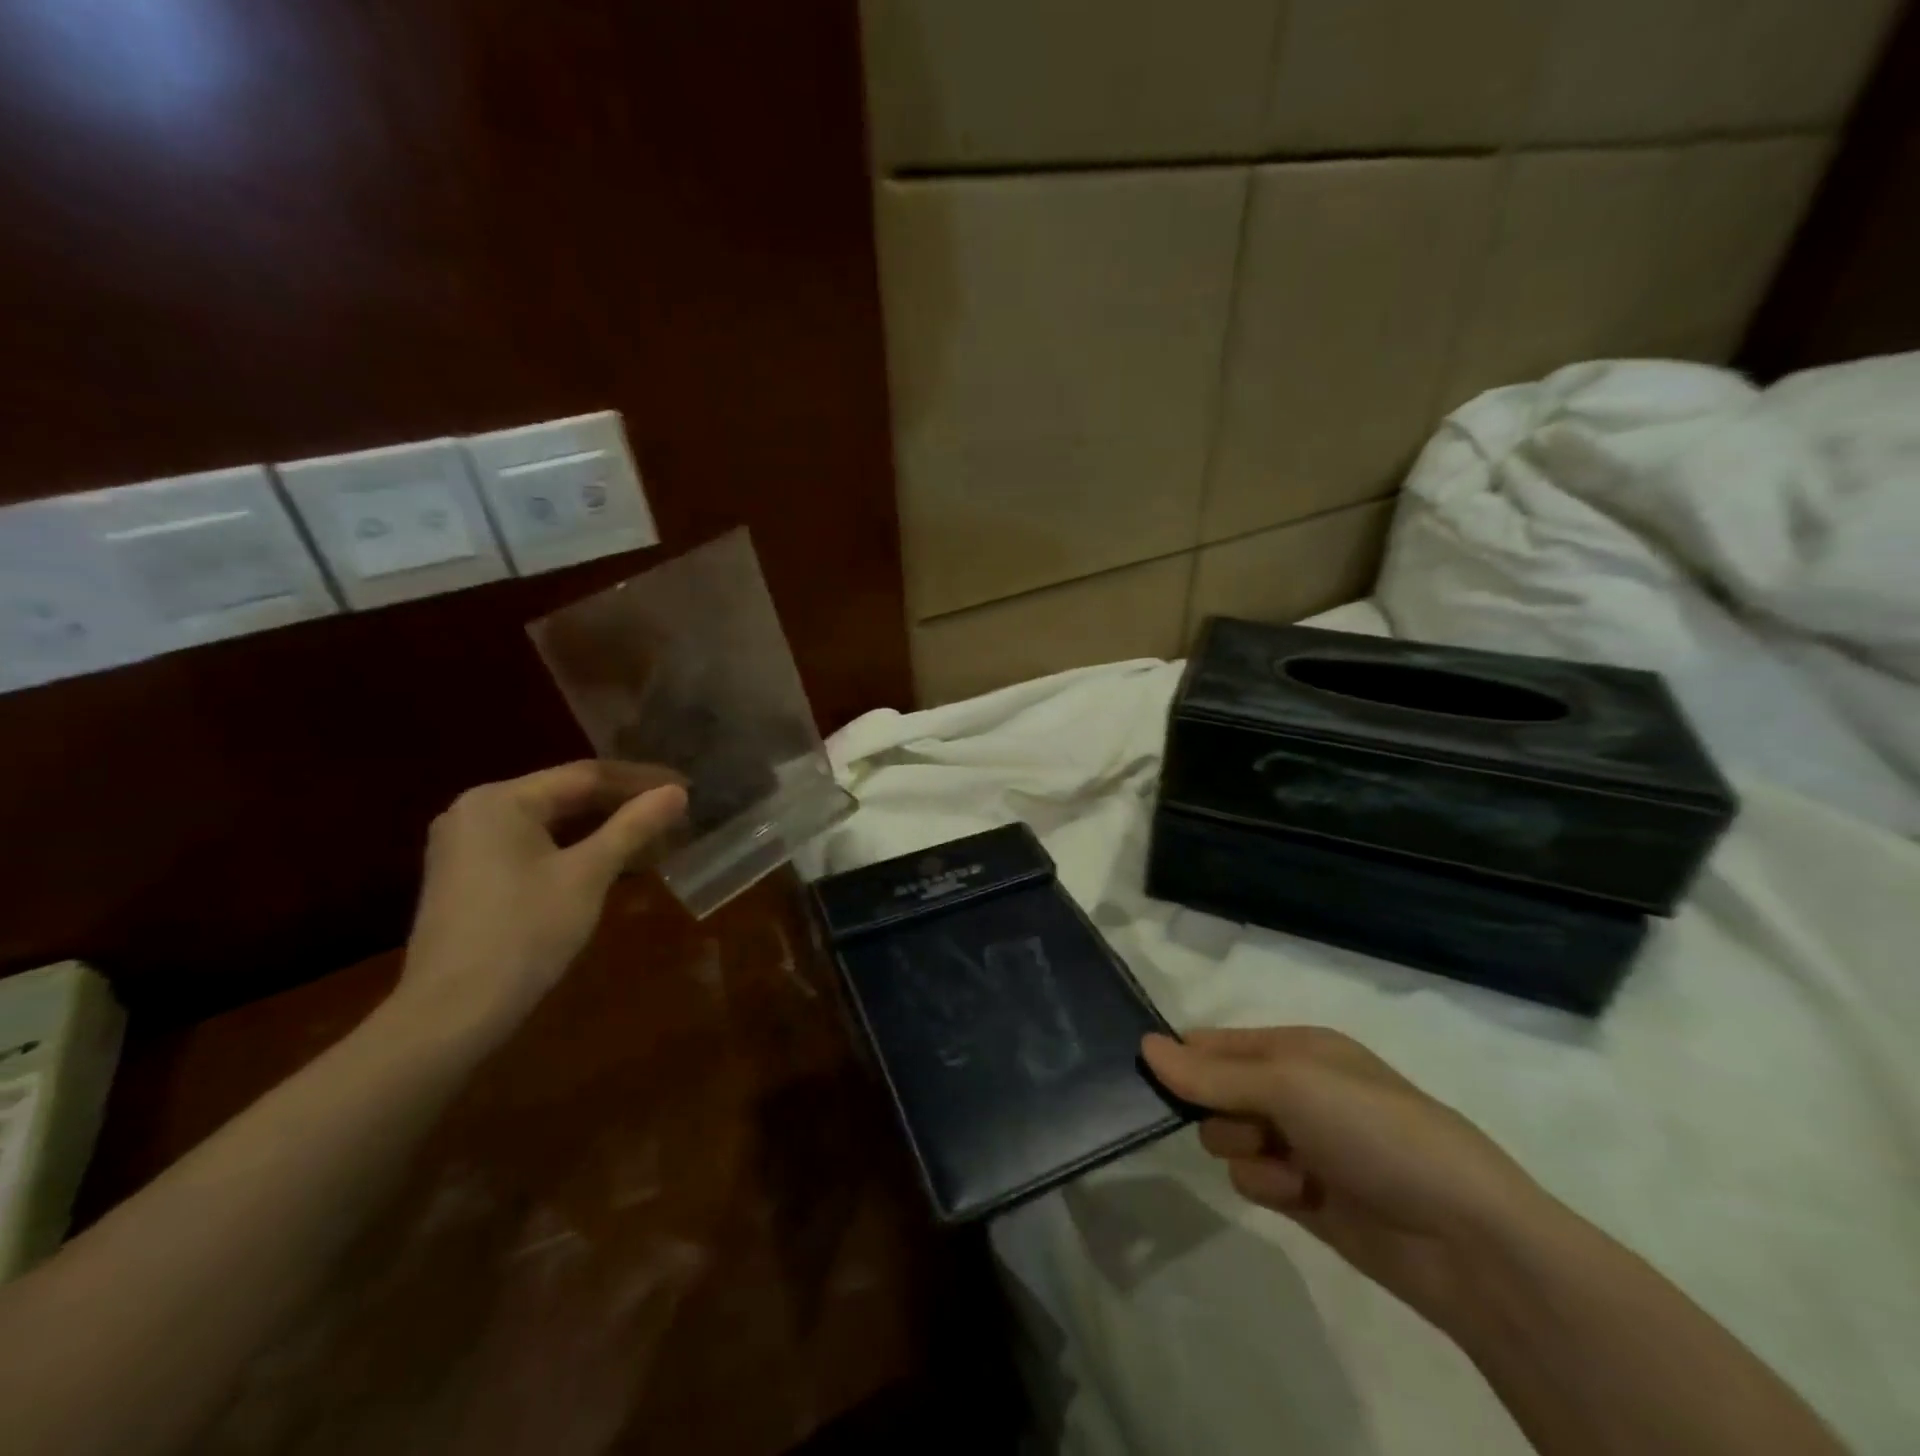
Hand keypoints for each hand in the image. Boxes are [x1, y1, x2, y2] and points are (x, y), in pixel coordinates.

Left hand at [396, 761, 687, 1039]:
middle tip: (673, 813)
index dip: (641, 780)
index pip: (585, 775)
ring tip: (652, 837)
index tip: (686, 787)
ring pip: (551, 824)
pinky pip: (533, 847)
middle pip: (566, 796)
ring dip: (602, 829)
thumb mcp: (588, 874)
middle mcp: (476, 811)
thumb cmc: (524, 933)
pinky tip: (610, 862)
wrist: (451, 1015)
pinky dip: (574, 850)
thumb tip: (677, 792)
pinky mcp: (469, 877)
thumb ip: (634, 827)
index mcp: (500, 800)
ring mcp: (467, 846)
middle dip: (623, 805)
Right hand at [1142, 1027, 1555, 1327]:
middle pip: (1215, 1092)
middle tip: (1251, 1125)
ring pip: (1228, 1140)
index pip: (1215, 1042)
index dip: (1186, 1058)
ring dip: (1247, 1154)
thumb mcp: (1289, 1085)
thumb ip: (1211, 1074)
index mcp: (1296, 1047)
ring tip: (1288, 1169)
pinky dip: (1269, 1189)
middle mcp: (1295, 1089)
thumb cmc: (1374, 1131)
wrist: (1466, 1238)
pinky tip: (1302, 1198)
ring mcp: (1301, 1143)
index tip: (1155, 1077)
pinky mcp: (1306, 1196)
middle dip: (1221, 1111)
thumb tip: (1143, 1045)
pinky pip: (1253, 1182)